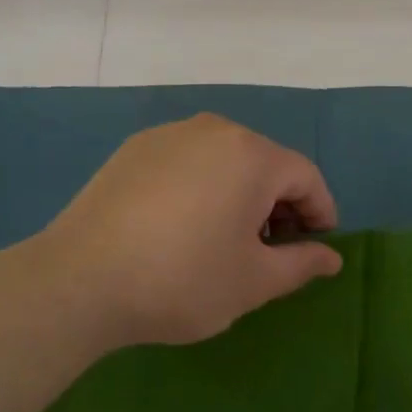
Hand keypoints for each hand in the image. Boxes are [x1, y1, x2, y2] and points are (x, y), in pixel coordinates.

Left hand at [28, 114, 342, 351]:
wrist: (79, 281)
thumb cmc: (183, 280)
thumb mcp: (253, 282)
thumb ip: (301, 264)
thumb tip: (331, 258)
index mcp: (251, 154)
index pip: (305, 177)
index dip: (320, 213)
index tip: (316, 248)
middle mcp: (213, 130)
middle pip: (265, 163)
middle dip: (279, 205)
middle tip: (272, 250)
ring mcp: (168, 136)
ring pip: (225, 161)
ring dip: (240, 195)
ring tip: (227, 239)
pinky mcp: (133, 150)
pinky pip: (187, 163)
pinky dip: (202, 188)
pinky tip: (184, 226)